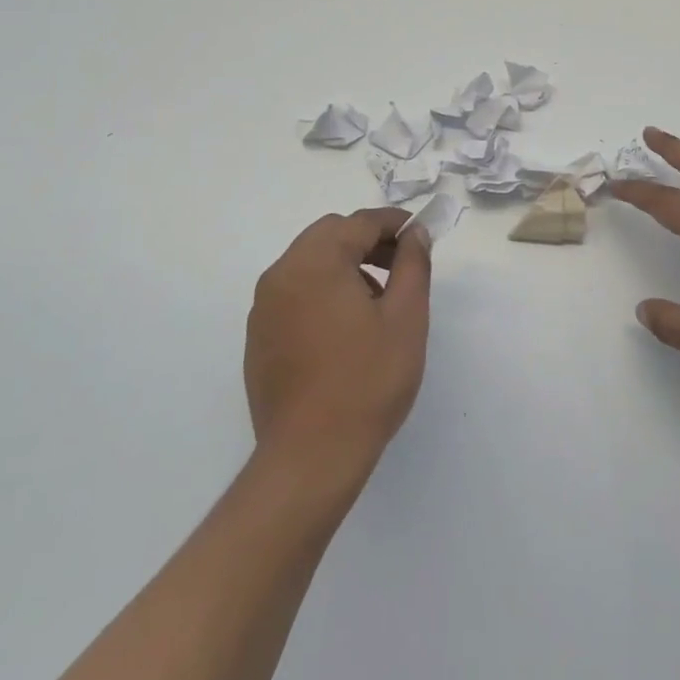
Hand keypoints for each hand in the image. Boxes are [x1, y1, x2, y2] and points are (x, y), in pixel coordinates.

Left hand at [246, 207, 430, 483]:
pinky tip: (346, 329)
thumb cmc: (367, 380)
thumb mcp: (406, 317)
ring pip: (309, 263)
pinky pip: (294, 293)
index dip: (393, 223)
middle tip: (402, 266)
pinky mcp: (259, 337)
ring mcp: (264, 308)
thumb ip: (413, 264)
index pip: (358, 223)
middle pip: (329, 236)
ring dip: (345, 265)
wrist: (311, 456)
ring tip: (378, 300)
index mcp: (316, 262)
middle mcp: (281, 275)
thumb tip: (414, 233)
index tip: (420, 235)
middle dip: (367, 242)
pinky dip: (322, 291)